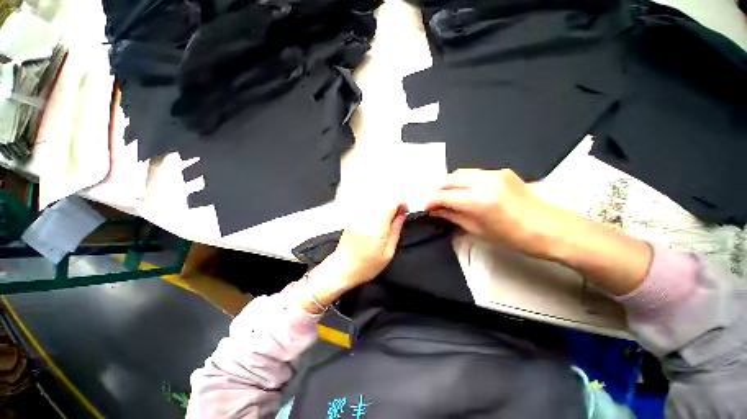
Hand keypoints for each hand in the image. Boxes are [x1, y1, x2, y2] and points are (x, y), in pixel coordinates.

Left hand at [298, 201, 407, 312]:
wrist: (343, 269)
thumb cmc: (366, 265)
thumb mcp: (388, 252)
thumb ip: (396, 230)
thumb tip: (402, 215)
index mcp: (376, 228)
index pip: (391, 203)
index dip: (401, 203)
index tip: (404, 211)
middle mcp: (366, 218)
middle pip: (382, 198)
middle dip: (393, 203)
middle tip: (398, 214)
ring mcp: (357, 216)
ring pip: (375, 200)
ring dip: (385, 205)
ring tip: (387, 218)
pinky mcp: (353, 217)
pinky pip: (367, 205)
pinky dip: (376, 207)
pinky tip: (378, 218)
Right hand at [426, 169, 569, 259]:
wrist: (551, 229)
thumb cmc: (515, 237)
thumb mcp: (479, 230)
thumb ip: (454, 217)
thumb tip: (437, 211)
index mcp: (480, 201)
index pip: (444, 196)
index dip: (432, 202)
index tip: (427, 208)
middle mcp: (486, 182)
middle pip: (450, 179)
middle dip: (438, 190)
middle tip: (435, 203)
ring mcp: (495, 174)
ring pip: (461, 173)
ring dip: (449, 184)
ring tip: (447, 196)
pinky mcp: (502, 172)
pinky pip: (474, 173)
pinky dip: (463, 181)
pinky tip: (464, 191)